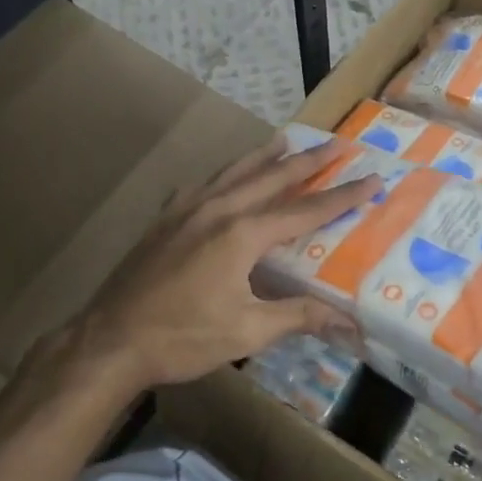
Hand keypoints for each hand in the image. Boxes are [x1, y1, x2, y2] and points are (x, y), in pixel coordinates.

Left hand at [43, 135, 377, 396]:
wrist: (109, 341)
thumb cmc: (182, 337)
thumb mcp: (247, 330)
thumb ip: (298, 316)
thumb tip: (349, 321)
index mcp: (243, 234)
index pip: (305, 210)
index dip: (342, 196)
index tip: (372, 178)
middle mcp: (218, 210)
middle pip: (272, 177)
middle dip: (308, 161)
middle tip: (337, 144)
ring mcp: (187, 210)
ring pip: (235, 172)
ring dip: (265, 156)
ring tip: (286, 139)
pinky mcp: (165, 219)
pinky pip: (203, 185)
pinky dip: (224, 175)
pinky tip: (224, 178)